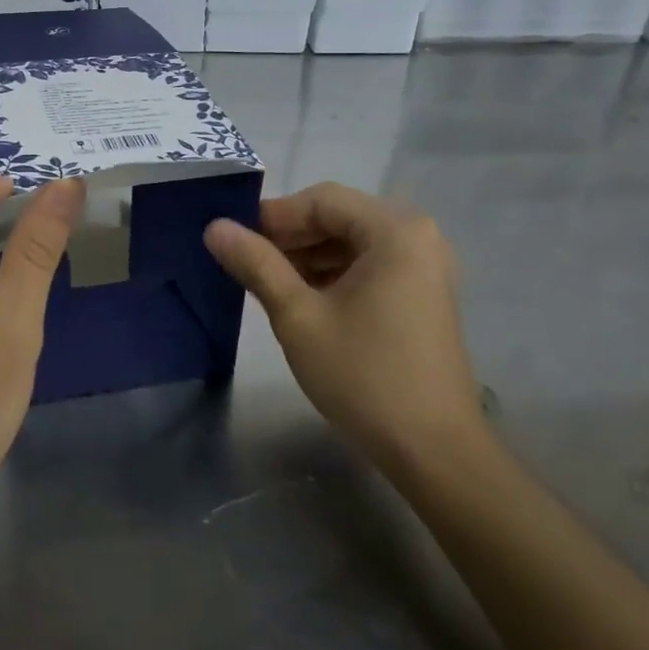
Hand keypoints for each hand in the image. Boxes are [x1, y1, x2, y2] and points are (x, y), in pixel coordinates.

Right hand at [204, 183, 488, 472]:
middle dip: (291, 238)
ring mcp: (426, 266)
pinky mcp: (425, 294)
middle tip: (246, 263)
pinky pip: (371, 266)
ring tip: (268, 284)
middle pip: (340, 218)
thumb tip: (215, 227)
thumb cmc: (363, 375)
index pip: (322, 200)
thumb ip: (256, 264)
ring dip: (310, 257)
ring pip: (354, 243)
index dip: (274, 216)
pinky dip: (334, 275)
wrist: (433, 449)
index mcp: (395, 230)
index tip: (234, 240)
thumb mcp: (298, 316)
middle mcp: (418, 236)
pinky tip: (303, 299)